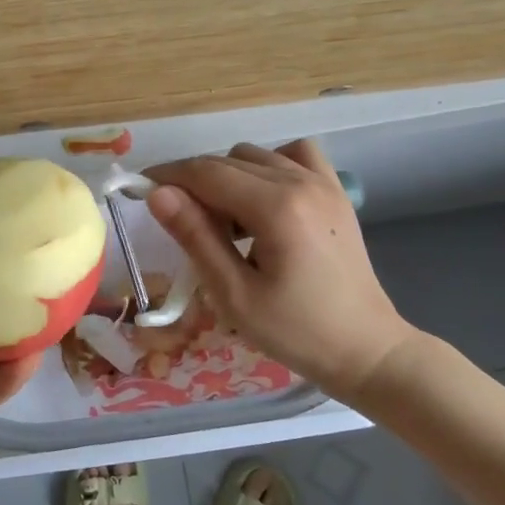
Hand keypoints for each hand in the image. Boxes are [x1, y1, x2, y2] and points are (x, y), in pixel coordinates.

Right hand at [146, 140, 420, 406]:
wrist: (366, 349)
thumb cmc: (296, 332)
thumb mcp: (234, 294)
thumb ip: (195, 237)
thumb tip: (157, 193)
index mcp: (276, 207)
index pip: (205, 172)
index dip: (167, 176)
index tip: (138, 190)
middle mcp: (300, 181)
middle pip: (226, 160)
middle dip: (193, 182)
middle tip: (181, 225)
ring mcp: (323, 182)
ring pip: (254, 155)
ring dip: (227, 177)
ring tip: (225, 222)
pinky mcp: (335, 190)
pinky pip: (292, 155)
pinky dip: (267, 166)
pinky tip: (262, 200)